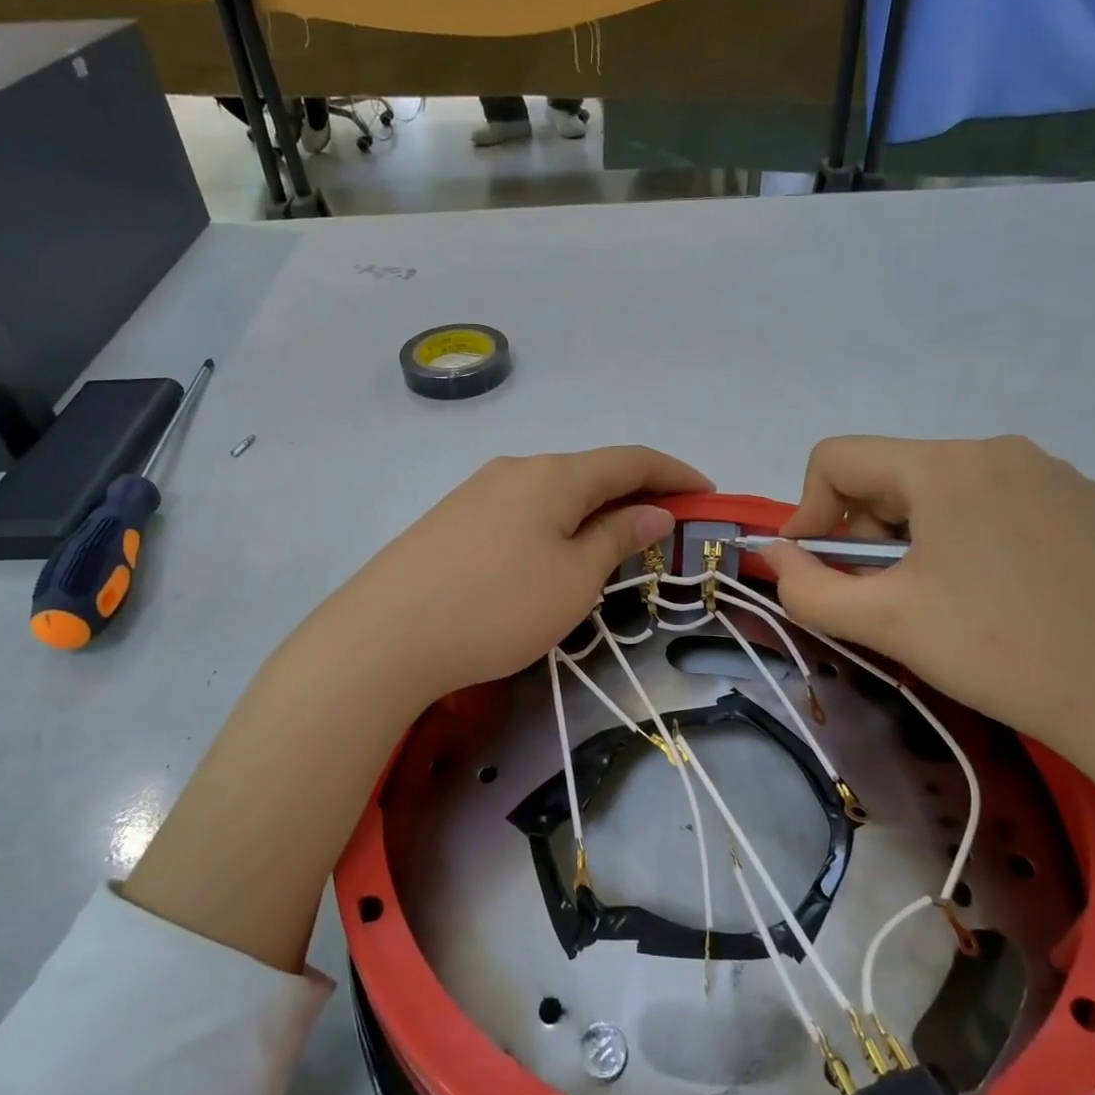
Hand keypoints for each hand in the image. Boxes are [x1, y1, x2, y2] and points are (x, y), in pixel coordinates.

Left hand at [321, 446, 711, 706]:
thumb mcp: (574, 578)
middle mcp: (516, 469)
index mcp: (555, 474)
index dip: (675, 473)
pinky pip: (522, 512)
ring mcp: (478, 492)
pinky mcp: (452, 520)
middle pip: (591, 472)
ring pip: (554, 493)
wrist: (385, 636)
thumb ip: (618, 537)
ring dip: (594, 512)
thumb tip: (653, 511)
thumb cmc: (498, 606)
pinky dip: (556, 525)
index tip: (709, 494)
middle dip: (636, 494)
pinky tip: (554, 556)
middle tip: (666, 529)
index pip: (631, 459)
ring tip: (615, 547)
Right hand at [759, 435, 1094, 768]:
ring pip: (942, 489)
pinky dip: (968, 537)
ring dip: (914, 537)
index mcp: (946, 466)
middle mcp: (999, 450)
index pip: (837, 458)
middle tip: (885, 596)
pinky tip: (997, 594)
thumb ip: (806, 587)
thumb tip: (775, 554)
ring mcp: (1052, 473)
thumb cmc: (1000, 652)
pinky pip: (996, 502)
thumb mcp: (884, 622)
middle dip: (866, 532)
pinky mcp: (1087, 503)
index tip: (817, 568)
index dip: (808, 510)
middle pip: (891, 474)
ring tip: (942, 600)